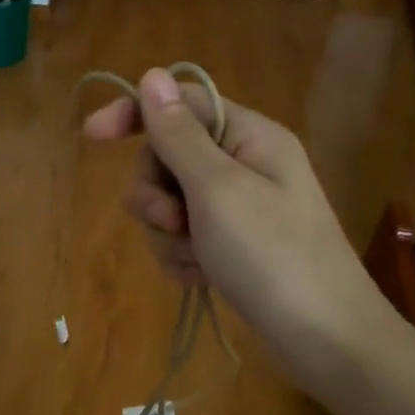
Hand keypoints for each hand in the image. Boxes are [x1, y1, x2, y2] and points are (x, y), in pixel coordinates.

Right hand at [83, 69, 383, 396]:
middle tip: (170, 220)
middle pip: (168, 157)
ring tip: (193, 259)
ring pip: (170, 203)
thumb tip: (153, 75)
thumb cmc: (272, 255)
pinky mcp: (231, 246)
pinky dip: (182, 256)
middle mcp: (243, 165)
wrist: (323, 339)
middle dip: (156, 191)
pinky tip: (199, 277)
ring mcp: (237, 209)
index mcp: (249, 136)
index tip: (91, 136)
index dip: (135, 113)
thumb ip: (179, 135)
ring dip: (168, 232)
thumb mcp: (217, 189)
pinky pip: (183, 238)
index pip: (180, 104)